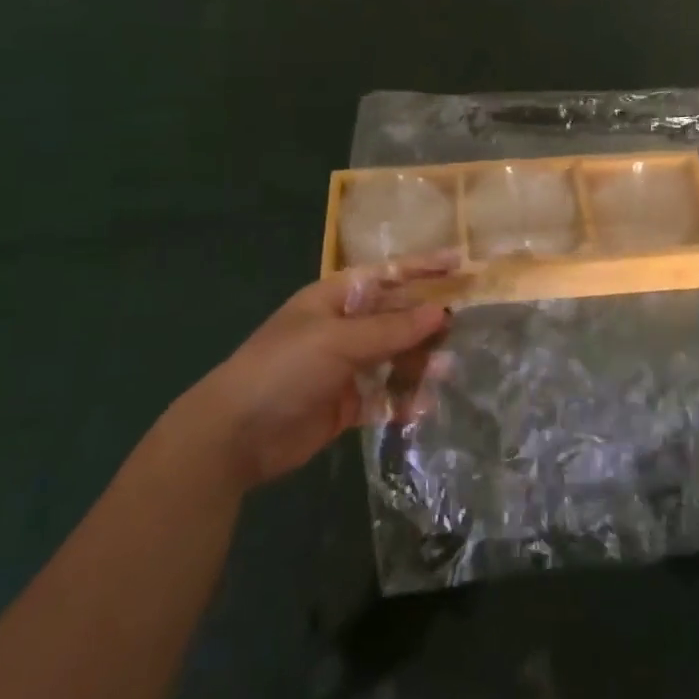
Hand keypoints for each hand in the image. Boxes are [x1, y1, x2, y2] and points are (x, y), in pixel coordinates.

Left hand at [180, 258, 455, 488]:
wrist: (235, 435)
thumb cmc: (284, 369)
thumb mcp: (338, 341)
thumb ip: (392, 329)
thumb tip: (441, 312)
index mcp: (336, 299)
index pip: (388, 276)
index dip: (423, 268)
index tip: (461, 263)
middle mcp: (344, 328)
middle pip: (397, 318)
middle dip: (428, 323)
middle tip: (463, 330)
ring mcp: (345, 367)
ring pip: (395, 358)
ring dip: (420, 364)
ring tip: (446, 371)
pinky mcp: (346, 404)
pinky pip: (384, 397)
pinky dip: (404, 400)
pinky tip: (424, 407)